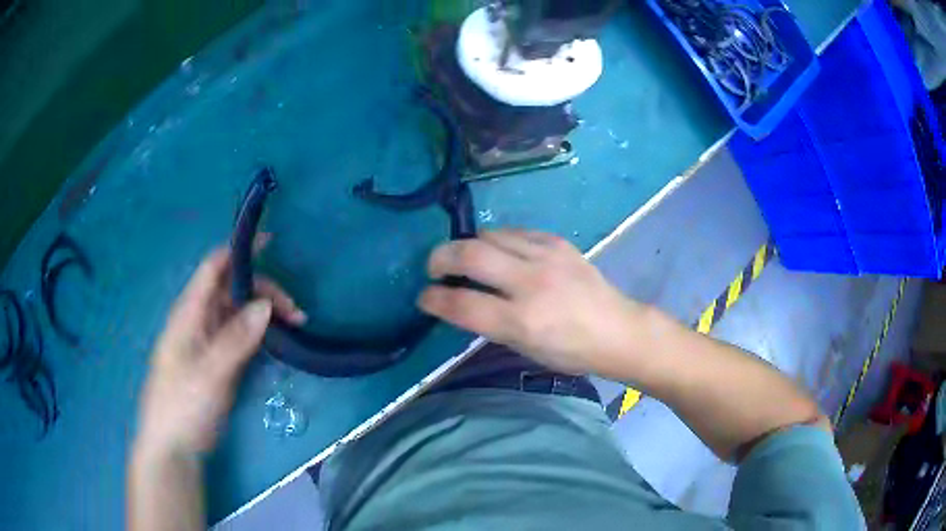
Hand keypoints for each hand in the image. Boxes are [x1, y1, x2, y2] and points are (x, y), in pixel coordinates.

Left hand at [134, 245, 305, 457]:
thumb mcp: (208, 373)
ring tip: (296, 326)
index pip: (214, 267)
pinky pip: (243, 336)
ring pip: (241, 313)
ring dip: (267, 313)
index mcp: (190, 312)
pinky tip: (279, 341)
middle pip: (234, 290)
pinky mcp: (220, 362)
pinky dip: (262, 333)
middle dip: (265, 291)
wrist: (174, 445)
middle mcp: (200, 320)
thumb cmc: (183, 405)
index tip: (272, 242)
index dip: (239, 251)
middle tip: (297, 313)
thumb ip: (235, 339)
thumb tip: (266, 305)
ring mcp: (210, 341)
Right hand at [418, 230, 643, 374]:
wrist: (617, 330)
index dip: (433, 298)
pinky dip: (498, 240)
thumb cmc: (571, 352)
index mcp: (522, 320)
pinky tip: (499, 251)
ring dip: (469, 245)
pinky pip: (515, 231)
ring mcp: (546, 257)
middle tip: (434, 267)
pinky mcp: (558, 242)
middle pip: (469, 254)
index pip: (462, 303)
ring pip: (489, 235)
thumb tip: (460, 299)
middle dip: (440, 257)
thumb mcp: (525, 348)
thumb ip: (490, 323)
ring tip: (466, 258)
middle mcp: (531, 282)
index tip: (424, 296)